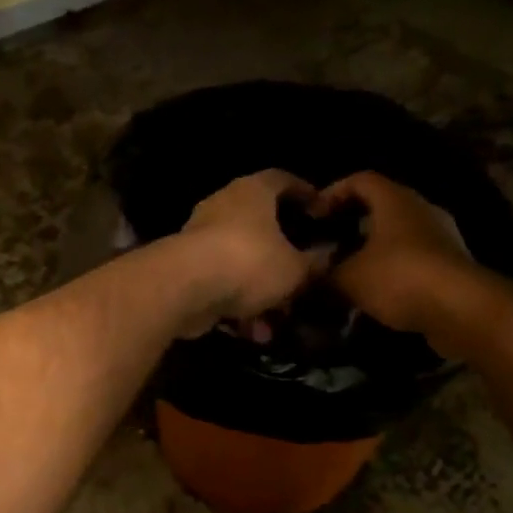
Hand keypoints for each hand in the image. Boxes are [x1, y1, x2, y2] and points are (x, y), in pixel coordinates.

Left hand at [177, 170, 327, 337]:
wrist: (185, 287)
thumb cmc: (249, 261)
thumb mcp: (295, 268)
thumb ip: (314, 262)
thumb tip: (328, 256)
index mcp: (253, 191)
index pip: (282, 180)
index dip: (304, 193)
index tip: (320, 210)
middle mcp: (224, 206)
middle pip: (260, 223)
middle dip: (282, 252)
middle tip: (303, 271)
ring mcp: (201, 236)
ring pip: (241, 260)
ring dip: (260, 289)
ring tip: (280, 317)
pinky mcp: (186, 268)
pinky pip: (222, 283)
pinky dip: (238, 304)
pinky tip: (254, 331)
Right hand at [319, 172, 478, 340]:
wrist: (461, 309)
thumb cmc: (399, 278)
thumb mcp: (349, 278)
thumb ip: (326, 274)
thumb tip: (311, 276)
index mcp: (394, 200)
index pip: (360, 179)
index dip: (333, 192)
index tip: (314, 214)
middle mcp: (421, 209)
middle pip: (382, 205)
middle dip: (353, 222)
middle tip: (329, 242)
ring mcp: (441, 236)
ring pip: (399, 233)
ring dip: (374, 248)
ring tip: (350, 270)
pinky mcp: (452, 264)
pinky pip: (415, 257)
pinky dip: (394, 268)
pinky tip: (377, 291)